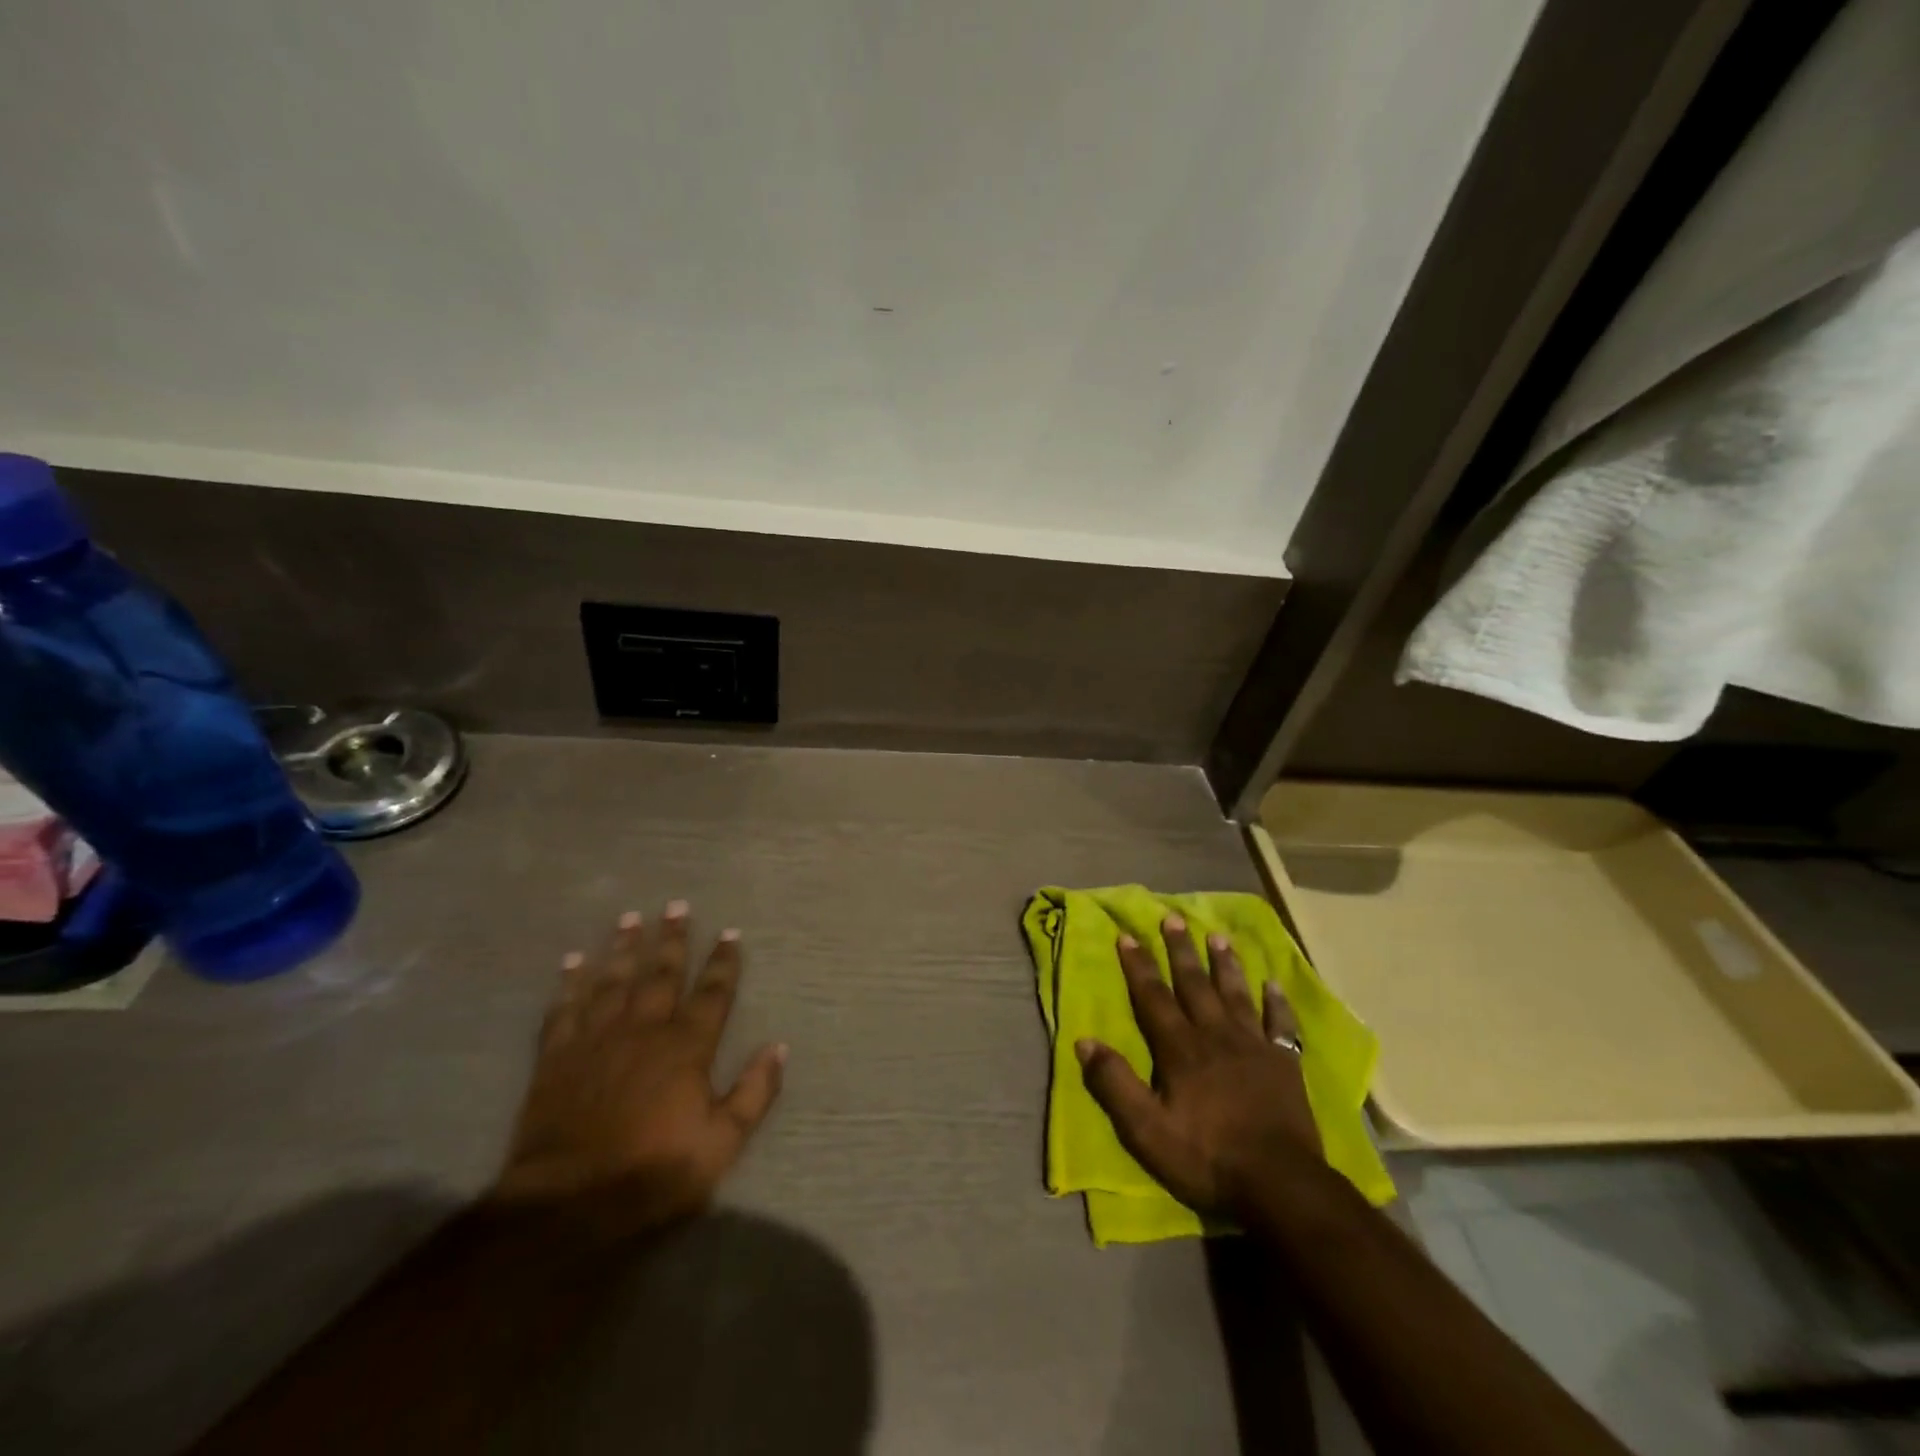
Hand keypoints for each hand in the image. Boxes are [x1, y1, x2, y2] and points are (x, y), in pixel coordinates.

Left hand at [490, 901, 785, 1234]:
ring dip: (624, 948)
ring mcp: (596, 1040)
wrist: (568, 1205)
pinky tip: (573, 961)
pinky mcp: (557, 1058)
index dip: (723, 962)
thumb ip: (754, 1093)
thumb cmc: (654, 1173)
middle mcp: (643, 1030)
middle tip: (676, 905)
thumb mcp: (722, 1143)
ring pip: (613, 981)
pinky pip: (564, 1010)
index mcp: (686, 1047)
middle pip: (661, 975)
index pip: (712, 993)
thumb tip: (779, 1047)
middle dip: (672, 939)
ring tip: (630, 918)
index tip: (730, 932)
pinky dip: (570, 984)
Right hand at [1076, 916, 1321, 1216]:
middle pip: (1194, 984)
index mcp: (1180, 1049)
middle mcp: (1215, 1036)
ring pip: (1235, 994)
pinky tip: (1273, 985)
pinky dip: (1276, 1003)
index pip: (1153, 997)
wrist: (1280, 1185)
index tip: (1127, 935)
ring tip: (1218, 936)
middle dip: (1180, 951)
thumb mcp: (1146, 1130)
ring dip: (1225, 964)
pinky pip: (1280, 1024)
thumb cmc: (1207, 1157)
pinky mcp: (1284, 1064)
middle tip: (1173, 918)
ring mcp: (1254, 1047)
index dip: (1138, 966)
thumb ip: (1115, 1084)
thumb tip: (1084, 1042)